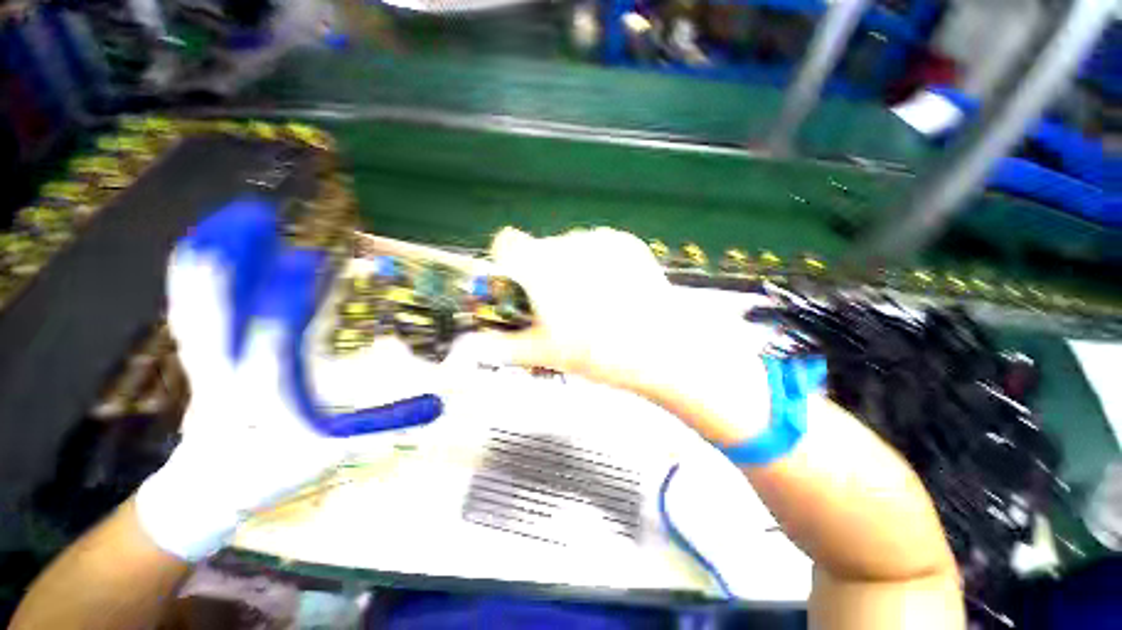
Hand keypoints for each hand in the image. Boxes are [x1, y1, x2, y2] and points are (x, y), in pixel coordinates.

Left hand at [136, 199, 438, 560]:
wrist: (208, 490)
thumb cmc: (273, 469)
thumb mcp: (336, 452)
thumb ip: (386, 425)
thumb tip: (440, 403)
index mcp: (262, 390)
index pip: (272, 332)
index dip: (289, 291)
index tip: (312, 257)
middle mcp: (224, 368)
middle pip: (213, 302)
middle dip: (232, 253)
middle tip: (258, 213)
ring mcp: (202, 360)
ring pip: (193, 298)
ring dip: (212, 253)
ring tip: (234, 219)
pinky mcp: (196, 357)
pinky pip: (188, 305)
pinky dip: (196, 272)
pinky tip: (213, 251)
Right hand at [487, 228, 771, 444]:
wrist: (660, 351)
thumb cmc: (597, 353)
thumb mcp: (545, 353)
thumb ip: (503, 347)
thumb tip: (475, 345)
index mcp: (540, 266)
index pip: (506, 242)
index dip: (507, 262)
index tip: (520, 284)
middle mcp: (567, 242)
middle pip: (541, 249)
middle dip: (543, 273)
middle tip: (562, 306)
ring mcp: (600, 238)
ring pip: (570, 247)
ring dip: (571, 268)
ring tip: (594, 301)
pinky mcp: (626, 241)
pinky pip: (599, 246)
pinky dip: (597, 263)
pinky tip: (615, 290)